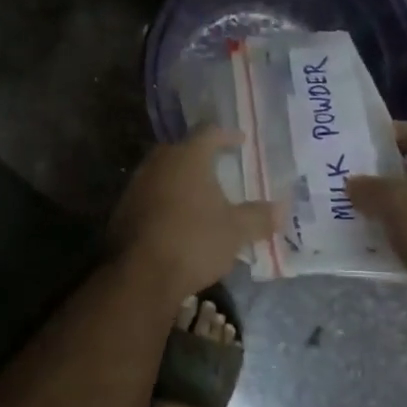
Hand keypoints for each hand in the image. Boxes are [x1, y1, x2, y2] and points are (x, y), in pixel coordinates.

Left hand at [108, 127, 280, 300]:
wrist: (140, 275)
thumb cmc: (194, 241)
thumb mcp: (236, 231)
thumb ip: (259, 217)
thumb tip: (283, 208)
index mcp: (187, 157)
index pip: (208, 132)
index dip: (226, 135)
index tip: (240, 141)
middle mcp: (159, 163)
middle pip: (181, 149)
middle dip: (200, 156)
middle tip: (218, 165)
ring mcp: (136, 185)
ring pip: (162, 172)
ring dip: (180, 179)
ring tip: (199, 194)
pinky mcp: (123, 209)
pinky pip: (149, 195)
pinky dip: (165, 199)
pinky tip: (176, 218)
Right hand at [347, 121, 406, 325]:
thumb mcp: (395, 200)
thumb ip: (369, 187)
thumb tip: (352, 183)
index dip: (390, 133)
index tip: (358, 144)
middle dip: (381, 175)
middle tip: (347, 179)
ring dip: (384, 208)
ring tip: (349, 210)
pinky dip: (393, 236)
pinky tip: (366, 242)